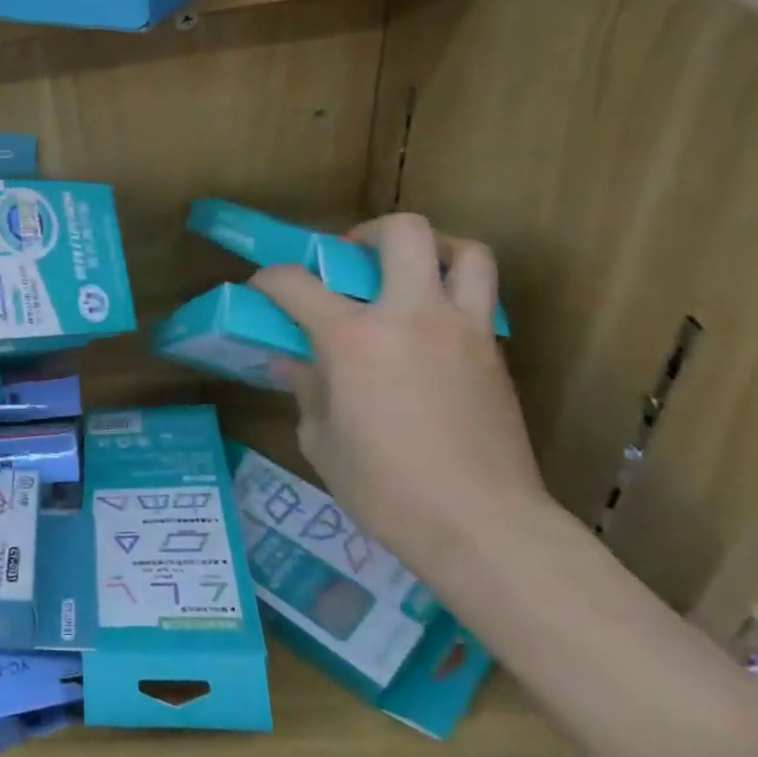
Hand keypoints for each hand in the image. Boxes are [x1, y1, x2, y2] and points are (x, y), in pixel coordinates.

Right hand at [251, 213, 548, 579]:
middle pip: (402, 232)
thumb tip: (295, 363)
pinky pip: (480, 299)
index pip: (296, 283)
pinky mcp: (495, 353)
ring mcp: (461, 330)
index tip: (262, 288)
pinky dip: (453, 296)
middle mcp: (409, 315)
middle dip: (368, 233)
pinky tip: (431, 332)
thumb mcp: (321, 440)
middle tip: (351, 259)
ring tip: (410, 273)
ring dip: (433, 249)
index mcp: (352, 338)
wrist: (481, 524)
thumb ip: (307, 389)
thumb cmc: (384, 488)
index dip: (269, 278)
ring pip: (465, 252)